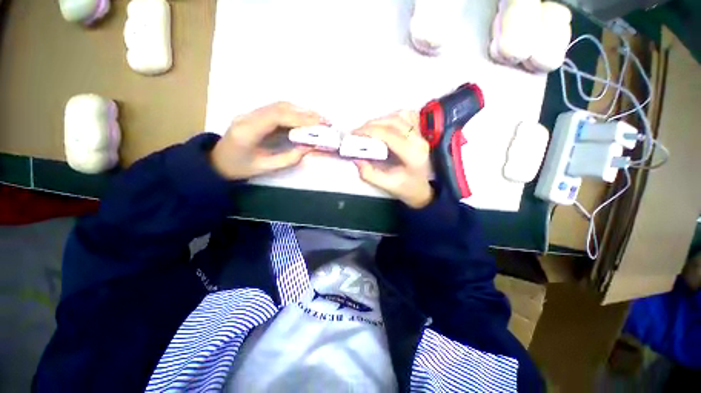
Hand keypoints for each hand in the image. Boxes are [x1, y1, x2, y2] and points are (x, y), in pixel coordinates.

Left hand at [210, 102, 325, 179]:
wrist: (216, 162)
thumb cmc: (239, 168)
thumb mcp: (264, 168)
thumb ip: (288, 159)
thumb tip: (308, 148)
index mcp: (247, 131)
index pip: (277, 117)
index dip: (300, 118)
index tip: (319, 123)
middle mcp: (248, 116)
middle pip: (280, 107)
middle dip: (305, 113)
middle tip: (324, 120)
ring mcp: (250, 113)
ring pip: (279, 106)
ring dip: (301, 111)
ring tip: (318, 119)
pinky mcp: (255, 115)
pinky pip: (277, 110)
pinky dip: (294, 113)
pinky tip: (305, 118)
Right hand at [354, 111, 433, 208]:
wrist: (424, 187)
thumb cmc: (407, 188)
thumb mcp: (387, 185)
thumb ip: (369, 173)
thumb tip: (355, 158)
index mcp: (412, 154)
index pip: (388, 134)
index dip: (368, 131)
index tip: (353, 135)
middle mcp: (419, 139)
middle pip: (392, 121)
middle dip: (371, 125)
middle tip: (356, 133)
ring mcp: (422, 132)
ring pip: (398, 115)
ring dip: (380, 120)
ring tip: (368, 130)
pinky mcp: (421, 130)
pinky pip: (405, 116)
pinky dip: (391, 118)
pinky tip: (383, 127)